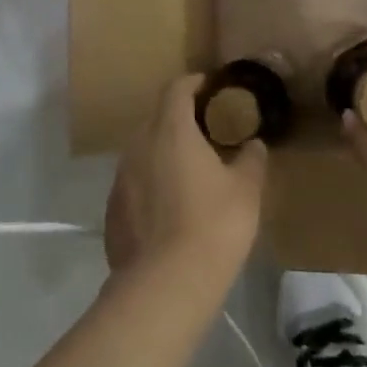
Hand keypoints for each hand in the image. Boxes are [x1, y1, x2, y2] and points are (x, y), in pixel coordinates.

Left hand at [104, 74, 267, 293]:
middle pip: (157, 119)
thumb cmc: (214, 225)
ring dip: (164, 153)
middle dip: (180, 119)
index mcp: (171, 130)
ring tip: (190, 170)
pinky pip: (134, 183)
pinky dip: (151, 184)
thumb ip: (251, 159)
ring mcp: (120, 178)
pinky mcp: (112, 209)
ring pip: (143, 151)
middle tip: (207, 132)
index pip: (176, 88)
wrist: (166, 283)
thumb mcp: (246, 190)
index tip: (212, 87)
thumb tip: (254, 145)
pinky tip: (170, 207)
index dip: (195, 83)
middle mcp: (138, 145)